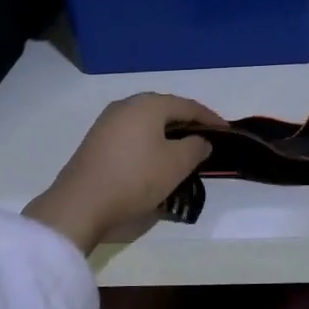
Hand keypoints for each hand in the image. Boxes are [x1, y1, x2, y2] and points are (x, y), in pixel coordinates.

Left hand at [24, 93, 226, 252]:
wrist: (81, 203)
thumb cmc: (135, 179)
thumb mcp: (176, 165)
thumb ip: (196, 147)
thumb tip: (201, 140)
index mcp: (148, 104)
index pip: (187, 105)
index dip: (210, 118)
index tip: (227, 131)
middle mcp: (126, 105)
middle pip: (165, 109)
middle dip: (187, 122)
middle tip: (206, 138)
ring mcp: (107, 122)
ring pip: (147, 121)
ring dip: (167, 133)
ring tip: (183, 149)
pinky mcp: (96, 141)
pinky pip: (132, 134)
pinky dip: (149, 141)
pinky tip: (155, 158)